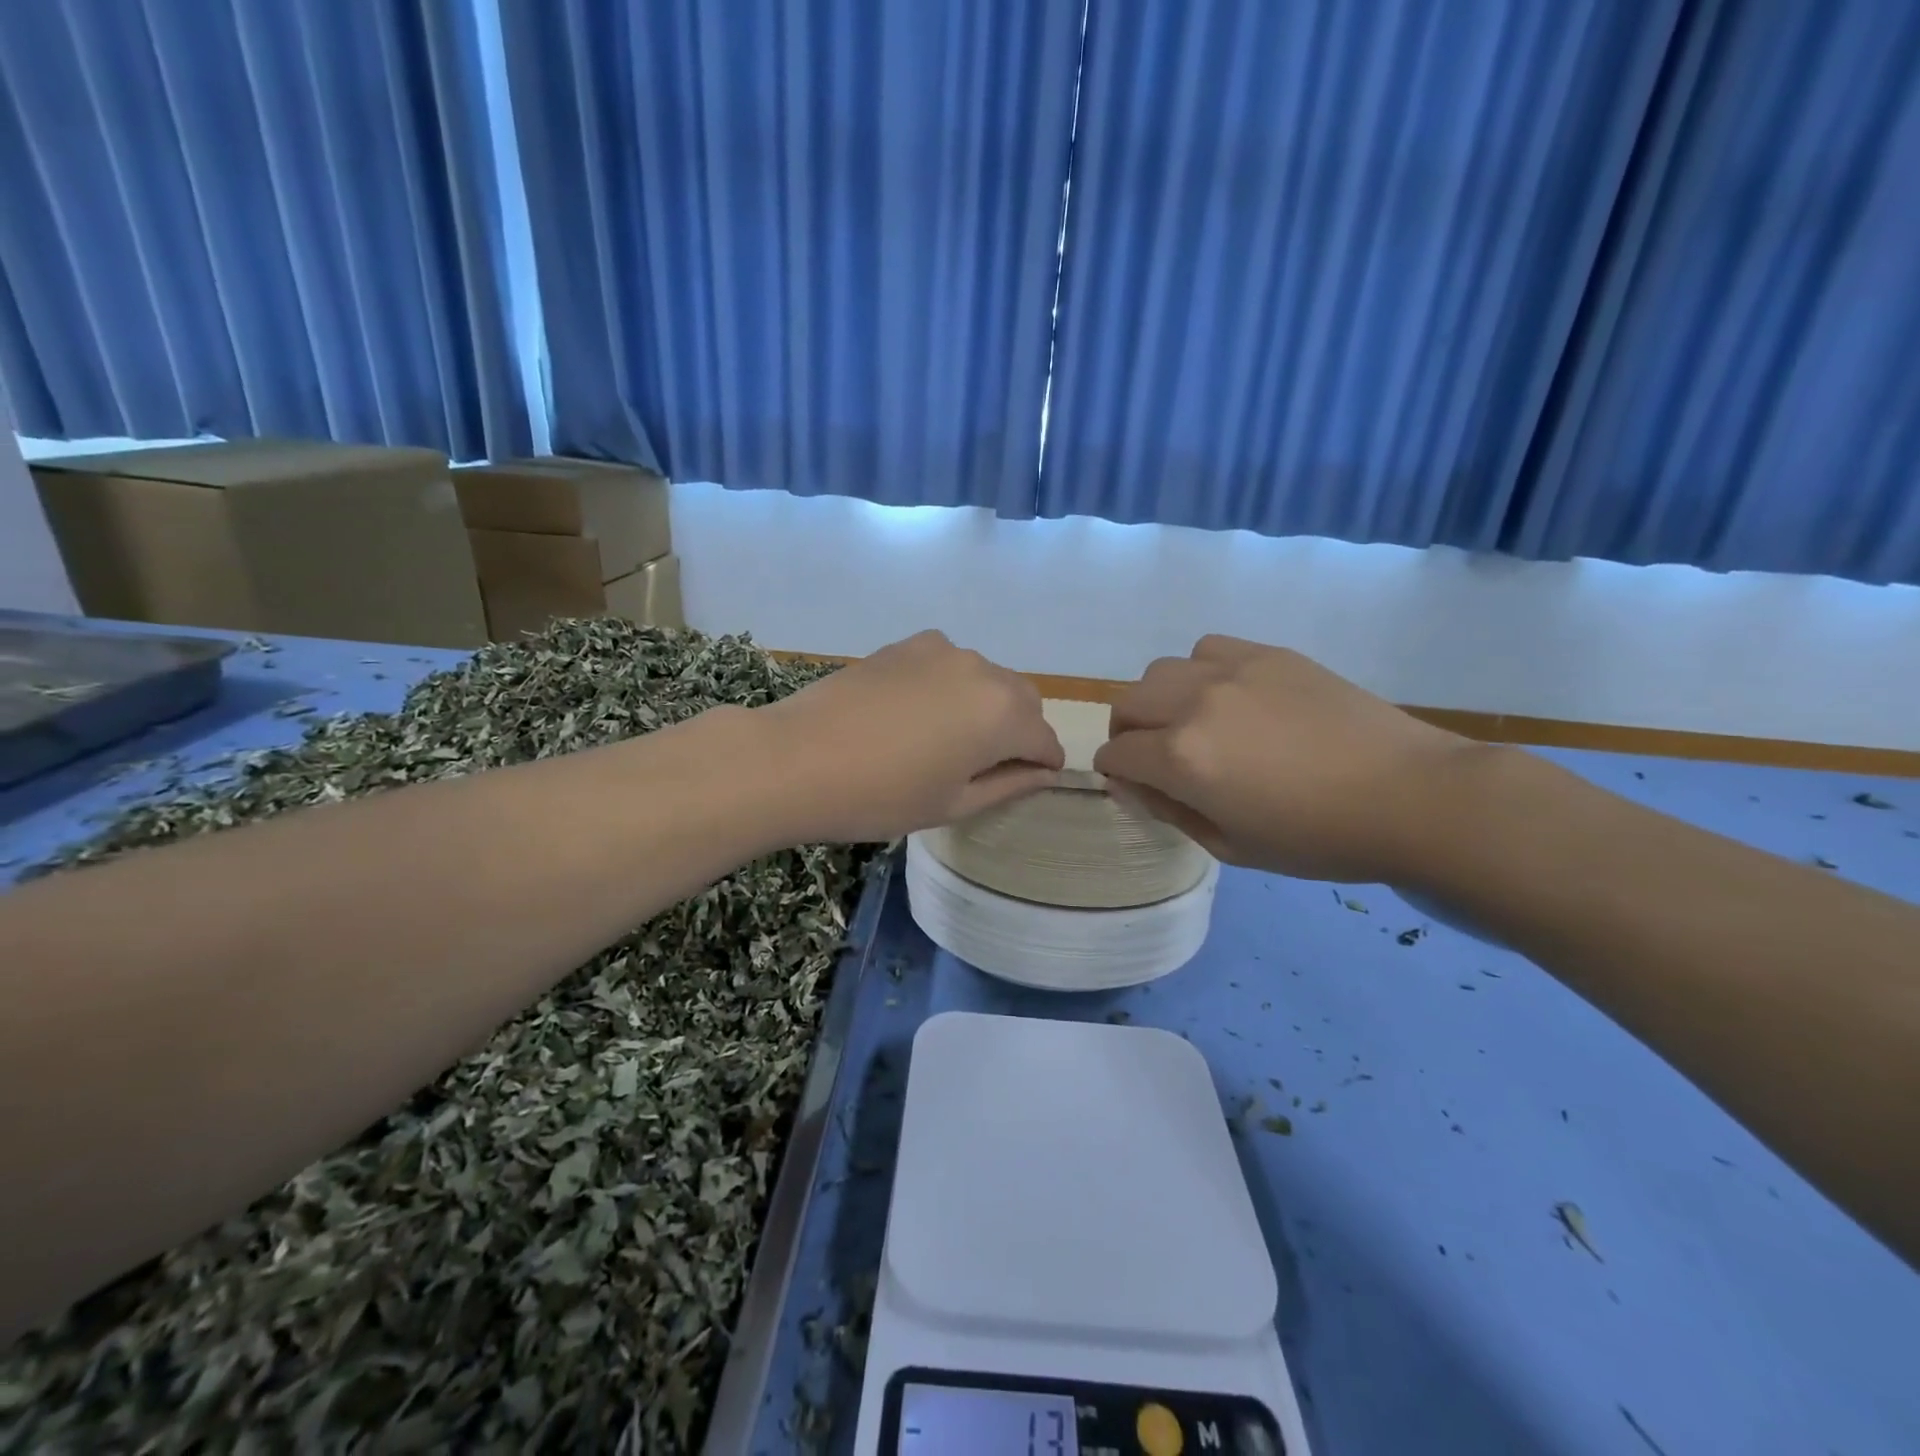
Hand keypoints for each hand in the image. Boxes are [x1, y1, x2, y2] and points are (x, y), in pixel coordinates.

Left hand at [757, 631, 1064, 843]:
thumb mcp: (953, 803)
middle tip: (984, 765)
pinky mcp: (908, 643)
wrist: (796, 759)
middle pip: (1023, 700)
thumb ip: (1010, 784)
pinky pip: (950, 664)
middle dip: (1019, 730)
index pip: (1045, 740)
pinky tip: (916, 712)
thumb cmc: (880, 796)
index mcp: (1003, 715)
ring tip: (944, 739)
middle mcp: (983, 671)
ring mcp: (943, 650)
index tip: (1026, 782)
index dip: (1042, 765)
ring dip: (985, 705)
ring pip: (987, 678)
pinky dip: (951, 685)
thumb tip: (1044, 772)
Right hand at [1092, 635, 1482, 881]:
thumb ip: (1169, 811)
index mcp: (1182, 758)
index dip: (1116, 773)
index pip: (1117, 754)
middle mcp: (1194, 704)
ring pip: (1161, 671)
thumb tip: (1130, 784)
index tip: (1133, 785)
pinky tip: (1229, 696)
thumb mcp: (1231, 846)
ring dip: (1160, 699)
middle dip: (1127, 733)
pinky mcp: (1268, 654)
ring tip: (1190, 722)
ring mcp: (1232, 671)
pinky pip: (1207, 650)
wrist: (1409, 796)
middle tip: (1152, 756)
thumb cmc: (1317, 838)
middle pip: (1127, 703)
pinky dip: (1200, 672)